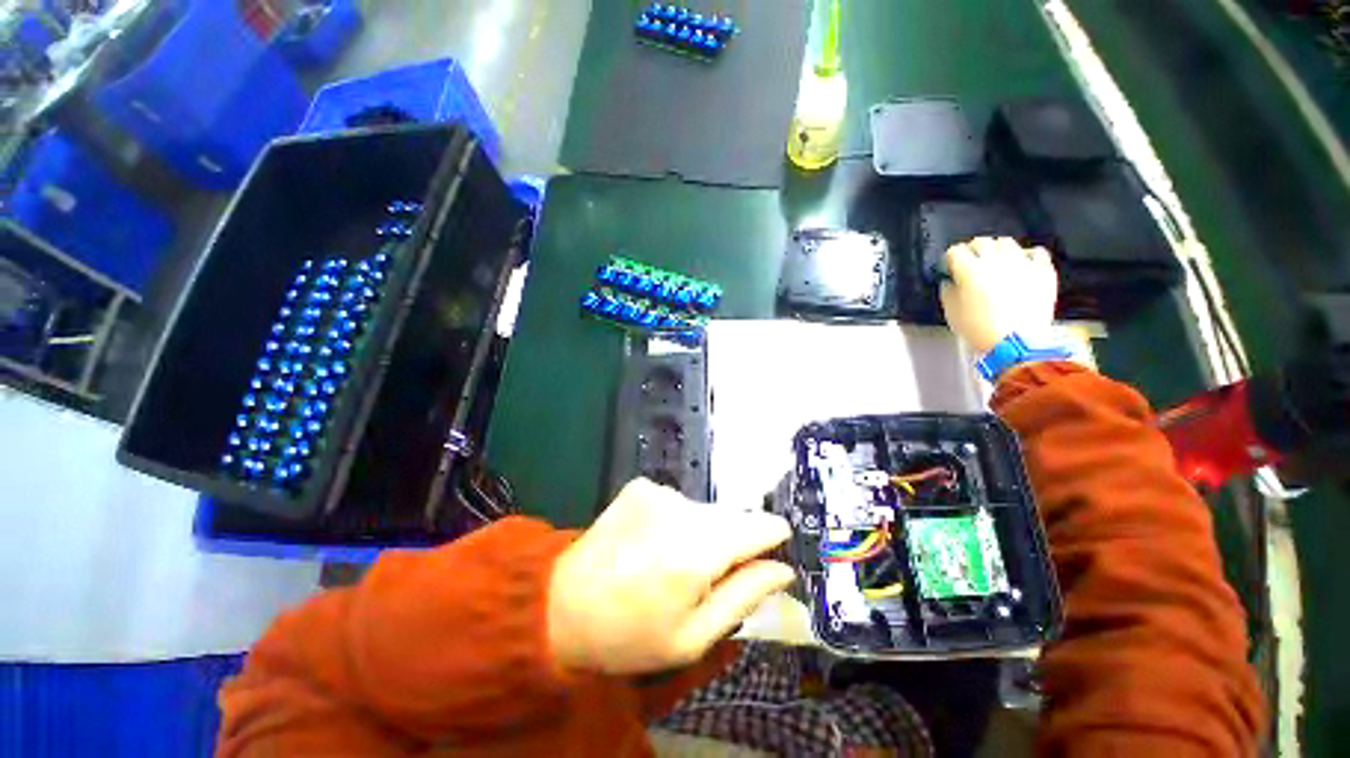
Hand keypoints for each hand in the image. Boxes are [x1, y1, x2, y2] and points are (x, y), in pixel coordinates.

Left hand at [547, 478, 794, 674]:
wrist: (560, 603)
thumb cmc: (630, 633)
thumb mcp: (693, 636)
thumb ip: (744, 596)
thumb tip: (783, 568)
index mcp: (699, 549)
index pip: (761, 525)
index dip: (771, 540)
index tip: (768, 558)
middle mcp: (682, 508)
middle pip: (733, 517)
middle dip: (732, 544)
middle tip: (705, 578)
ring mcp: (659, 490)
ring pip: (705, 510)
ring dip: (702, 533)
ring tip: (671, 562)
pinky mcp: (641, 485)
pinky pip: (677, 502)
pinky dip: (676, 521)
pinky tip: (651, 542)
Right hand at [940, 237, 1058, 353]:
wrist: (1017, 342)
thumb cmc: (979, 328)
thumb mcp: (952, 312)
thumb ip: (948, 291)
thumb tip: (950, 282)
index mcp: (969, 269)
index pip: (955, 252)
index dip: (950, 260)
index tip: (949, 268)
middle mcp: (995, 260)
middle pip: (981, 242)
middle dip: (973, 251)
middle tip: (970, 264)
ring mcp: (1022, 262)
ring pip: (1006, 243)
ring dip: (997, 251)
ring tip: (996, 263)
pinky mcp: (1042, 270)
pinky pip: (1035, 252)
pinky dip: (1026, 256)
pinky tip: (1021, 266)